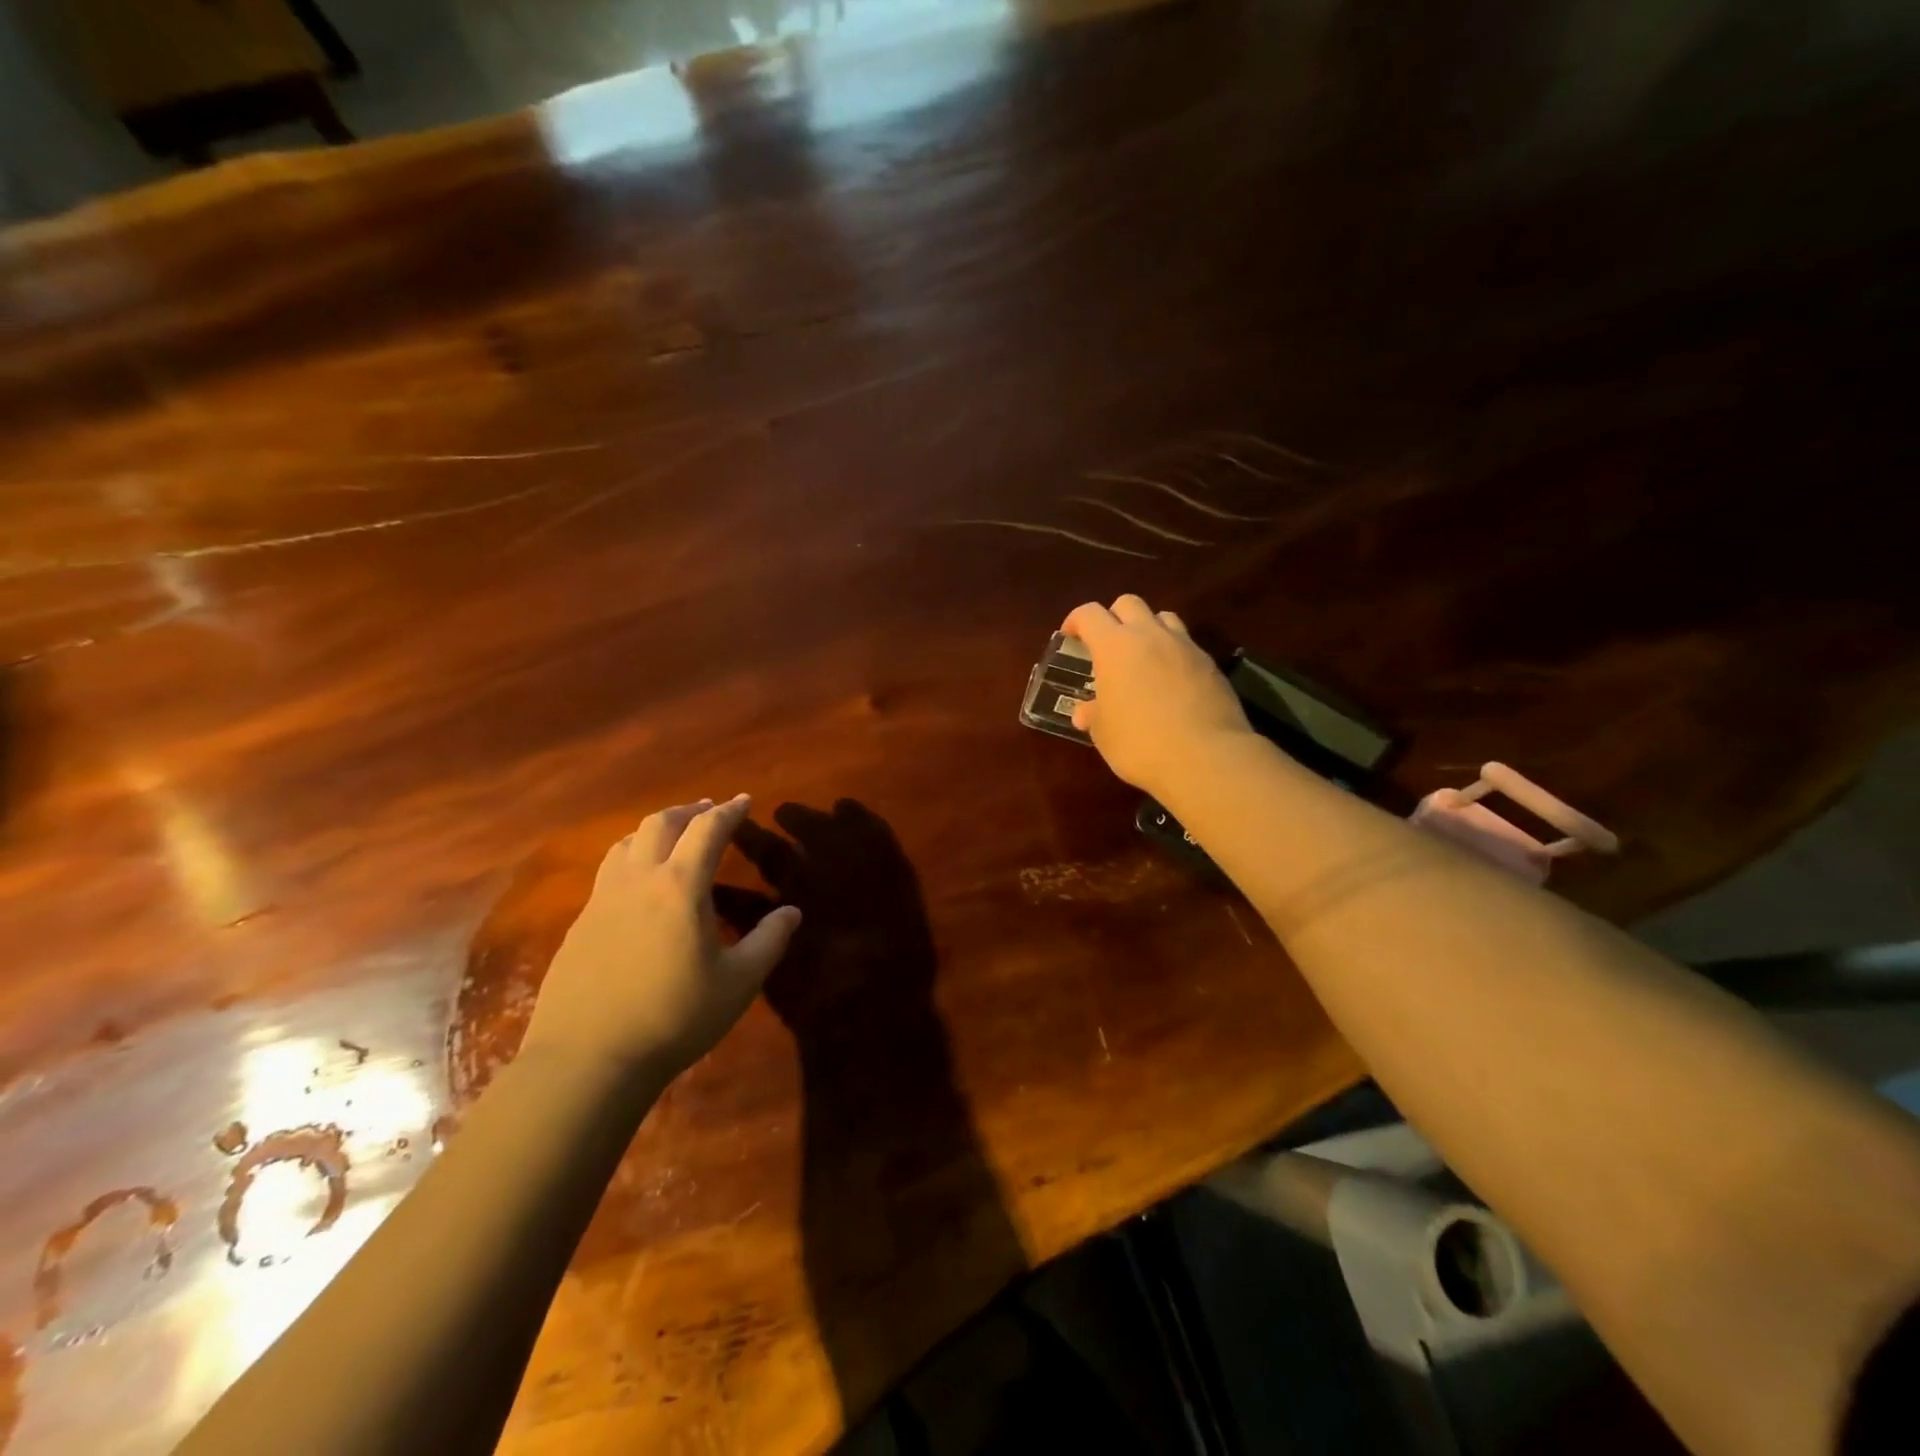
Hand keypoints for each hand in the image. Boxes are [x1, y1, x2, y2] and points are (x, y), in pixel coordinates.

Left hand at [521, 795, 801, 1078]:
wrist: (588, 1059)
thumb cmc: (675, 1018)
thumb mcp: (738, 982)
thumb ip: (769, 941)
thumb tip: (793, 912)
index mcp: (680, 886)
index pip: (708, 830)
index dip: (729, 811)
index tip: (744, 801)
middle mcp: (638, 880)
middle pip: (661, 823)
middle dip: (689, 810)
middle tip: (709, 810)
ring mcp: (602, 900)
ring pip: (627, 842)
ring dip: (655, 829)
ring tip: (672, 836)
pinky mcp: (580, 924)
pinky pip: (608, 871)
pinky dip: (631, 857)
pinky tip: (638, 883)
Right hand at [1062, 594, 1252, 795]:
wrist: (1205, 757)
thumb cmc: (1140, 743)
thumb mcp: (1104, 734)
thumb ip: (1093, 715)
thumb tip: (1084, 712)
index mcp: (1114, 646)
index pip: (1089, 614)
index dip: (1076, 621)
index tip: (1070, 637)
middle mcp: (1149, 635)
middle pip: (1128, 603)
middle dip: (1113, 617)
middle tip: (1107, 645)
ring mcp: (1184, 646)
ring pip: (1163, 618)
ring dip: (1148, 629)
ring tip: (1142, 657)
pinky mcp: (1210, 664)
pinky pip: (1186, 645)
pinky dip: (1173, 654)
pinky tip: (1171, 682)